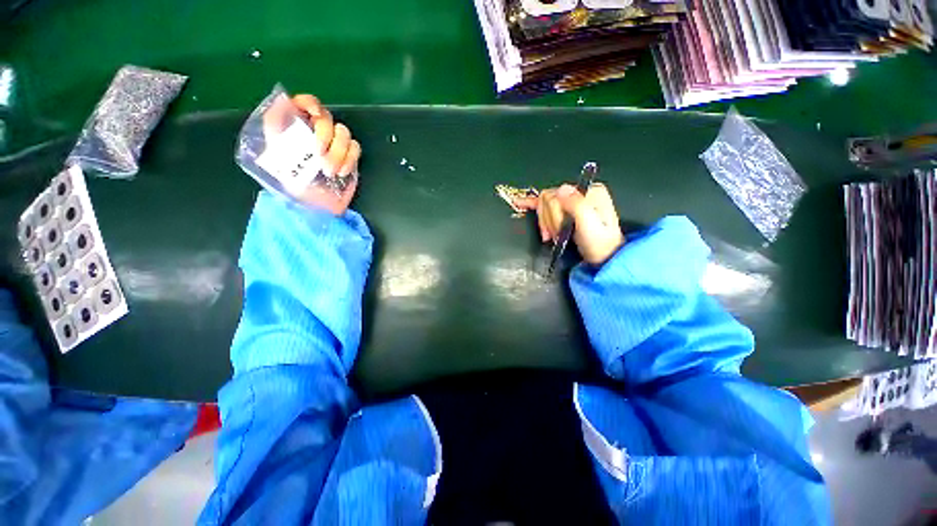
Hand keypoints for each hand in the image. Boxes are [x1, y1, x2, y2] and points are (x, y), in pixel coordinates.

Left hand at [262, 94, 361, 214]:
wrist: (316, 208)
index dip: (310, 103)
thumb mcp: (273, 153)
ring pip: (344, 133)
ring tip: (328, 171)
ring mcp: (335, 146)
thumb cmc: (292, 185)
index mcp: (296, 129)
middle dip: (324, 135)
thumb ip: (275, 126)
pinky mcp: (350, 159)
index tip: (313, 115)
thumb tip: (282, 100)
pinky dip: (349, 160)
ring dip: (338, 152)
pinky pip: (355, 148)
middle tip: (318, 154)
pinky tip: (340, 173)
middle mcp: (316, 133)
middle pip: (328, 118)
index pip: (304, 103)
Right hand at [515, 184, 623, 265]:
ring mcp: (571, 200)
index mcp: (588, 191)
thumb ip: (576, 205)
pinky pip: (544, 203)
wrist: (603, 258)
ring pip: (544, 205)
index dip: (551, 215)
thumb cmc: (598, 244)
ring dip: (546, 223)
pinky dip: (531, 203)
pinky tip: (520, 203)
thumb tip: (560, 189)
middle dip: (549, 220)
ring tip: (554, 235)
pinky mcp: (564, 208)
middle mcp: (579, 192)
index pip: (554, 196)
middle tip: (556, 235)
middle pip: (547, 200)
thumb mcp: (589, 225)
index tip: (556, 231)